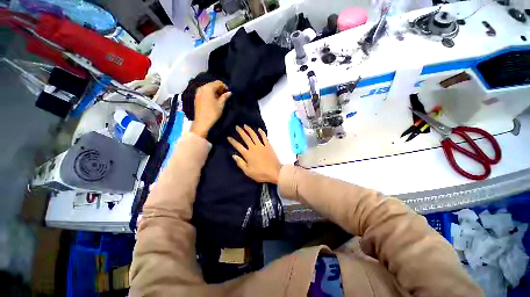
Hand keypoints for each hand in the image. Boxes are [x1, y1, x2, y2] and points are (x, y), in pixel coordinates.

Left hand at [190, 81, 231, 137]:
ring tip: (219, 99)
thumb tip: (229, 92)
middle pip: (212, 84)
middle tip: (224, 96)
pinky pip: (204, 92)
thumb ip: (225, 97)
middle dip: (219, 89)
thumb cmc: (213, 113)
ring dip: (215, 92)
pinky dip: (210, 94)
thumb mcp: (221, 104)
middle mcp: (202, 88)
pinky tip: (213, 100)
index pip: (218, 82)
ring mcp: (198, 92)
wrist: (202, 122)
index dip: (224, 86)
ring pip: (208, 88)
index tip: (228, 93)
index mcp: (208, 88)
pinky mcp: (196, 97)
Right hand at [228, 125, 282, 183]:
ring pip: (254, 135)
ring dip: (249, 130)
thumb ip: (240, 163)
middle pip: (246, 138)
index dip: (233, 141)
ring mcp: (261, 146)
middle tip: (237, 127)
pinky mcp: (268, 146)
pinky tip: (259, 129)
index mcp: (248, 154)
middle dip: (240, 132)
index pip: (238, 146)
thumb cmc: (260, 174)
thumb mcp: (248, 172)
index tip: (228, 137)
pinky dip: (261, 133)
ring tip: (245, 125)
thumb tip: (233, 155)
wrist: (275, 172)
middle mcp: (253, 148)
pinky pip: (264, 137)